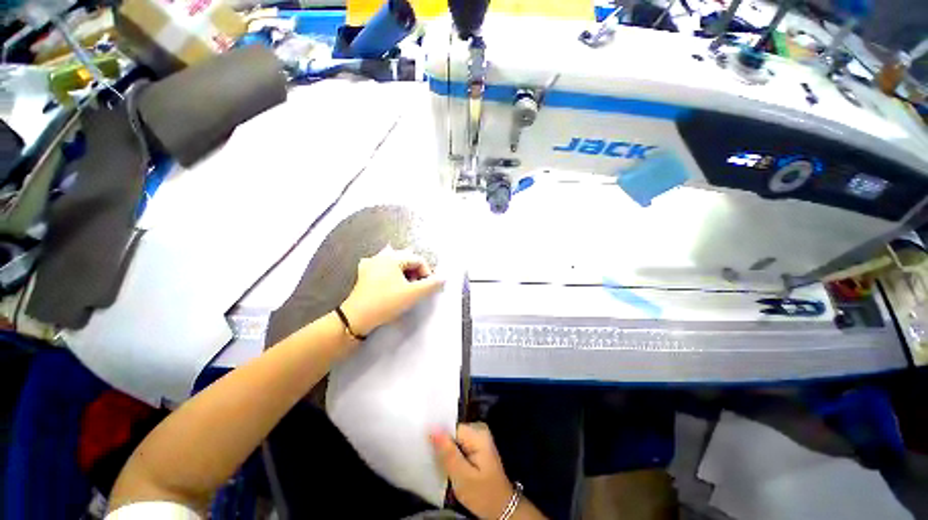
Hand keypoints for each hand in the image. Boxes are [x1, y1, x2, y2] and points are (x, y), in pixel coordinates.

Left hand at [340, 245, 444, 335]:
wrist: (357, 318)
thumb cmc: (386, 302)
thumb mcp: (413, 294)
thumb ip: (431, 284)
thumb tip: (444, 278)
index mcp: (393, 257)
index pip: (418, 260)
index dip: (427, 273)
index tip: (427, 287)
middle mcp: (381, 256)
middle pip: (407, 261)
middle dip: (415, 274)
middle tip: (417, 289)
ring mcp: (370, 264)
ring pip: (395, 265)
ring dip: (404, 275)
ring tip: (406, 289)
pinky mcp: (364, 274)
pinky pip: (383, 270)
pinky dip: (391, 276)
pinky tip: (391, 285)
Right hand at [430, 423, 513, 519]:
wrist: (502, 509)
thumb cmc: (483, 495)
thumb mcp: (463, 478)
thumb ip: (448, 453)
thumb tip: (433, 428)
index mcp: (477, 434)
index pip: (450, 428)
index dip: (439, 440)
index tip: (429, 454)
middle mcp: (478, 430)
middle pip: (452, 432)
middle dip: (442, 447)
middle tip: (435, 465)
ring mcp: (478, 438)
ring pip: (453, 439)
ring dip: (445, 453)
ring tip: (440, 468)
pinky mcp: (476, 446)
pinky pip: (458, 445)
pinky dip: (451, 456)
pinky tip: (448, 468)